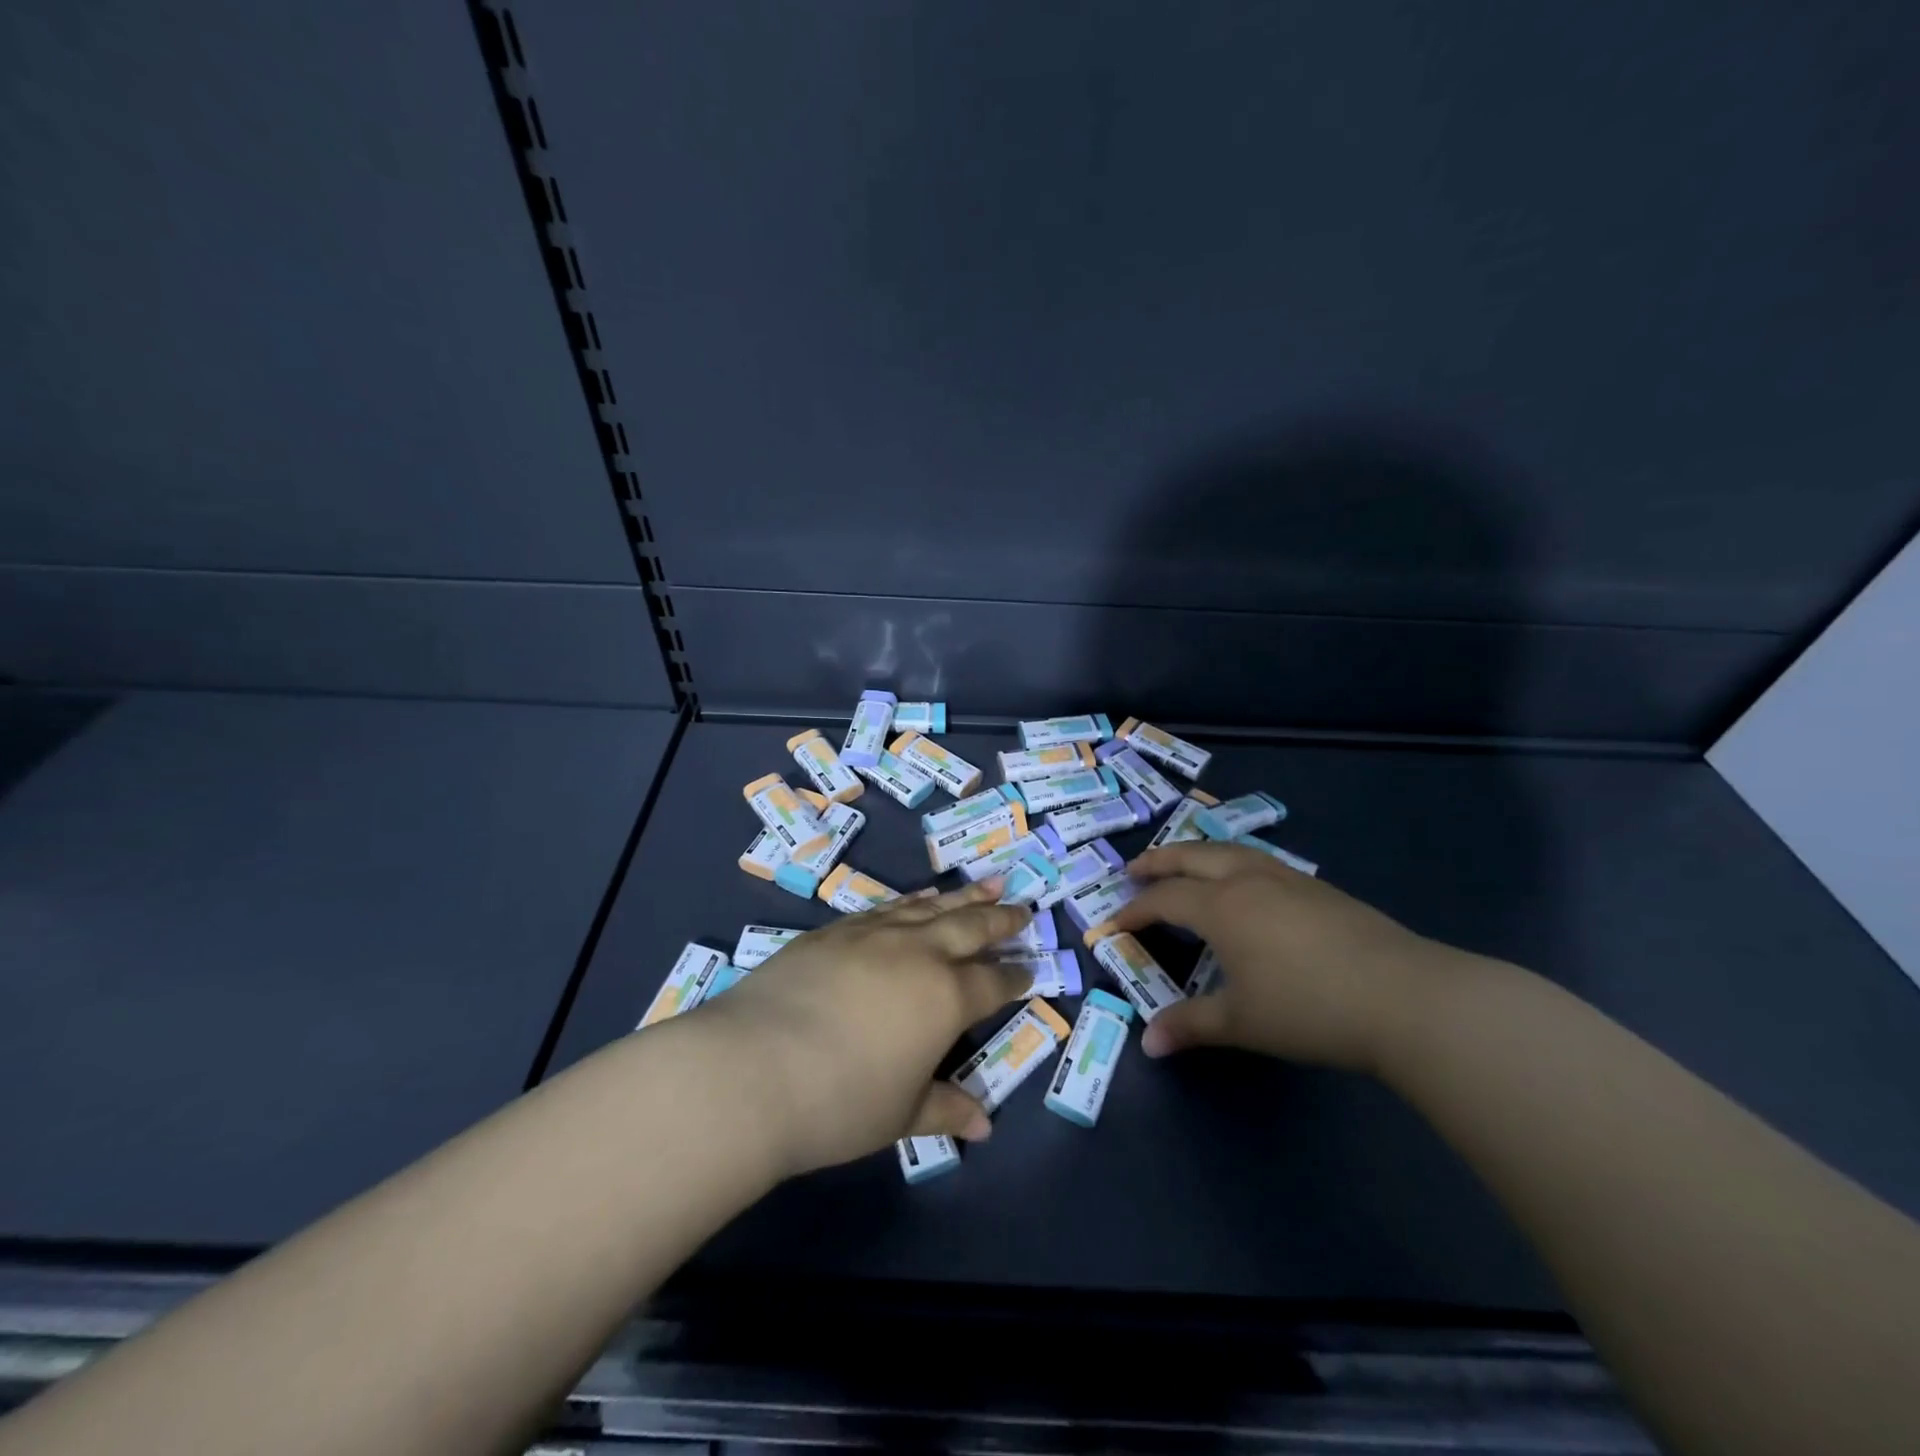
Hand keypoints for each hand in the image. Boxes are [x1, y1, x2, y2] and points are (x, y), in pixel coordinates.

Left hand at [685, 881, 1032, 1177]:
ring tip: (986, 886)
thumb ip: (945, 1109)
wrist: (751, 1068)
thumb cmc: (839, 1102)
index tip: (1029, 968)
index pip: (992, 981)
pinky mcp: (834, 931)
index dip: (1014, 975)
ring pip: (930, 907)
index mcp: (945, 998)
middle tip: (1022, 908)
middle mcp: (917, 954)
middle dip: (1000, 919)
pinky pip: (887, 907)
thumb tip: (984, 1126)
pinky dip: (912, 901)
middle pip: (970, 927)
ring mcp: (873, 935)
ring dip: (962, 897)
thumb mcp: (900, 1115)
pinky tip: (918, 899)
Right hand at [1104, 842, 1464, 1072]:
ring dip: (1197, 854)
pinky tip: (1244, 882)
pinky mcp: (1319, 888)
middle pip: (1191, 857)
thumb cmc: (1309, 1008)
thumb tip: (1149, 1043)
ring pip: (1229, 851)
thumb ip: (1191, 1026)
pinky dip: (1233, 862)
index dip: (1134, 911)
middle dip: (1158, 861)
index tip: (1112, 923)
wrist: (1405, 997)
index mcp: (1221, 907)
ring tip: (1184, 863)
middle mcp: (1248, 881)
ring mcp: (1287, 879)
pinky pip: (1259, 861)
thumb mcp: (1241, 1022)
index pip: (1164, 899)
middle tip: (1134, 868)